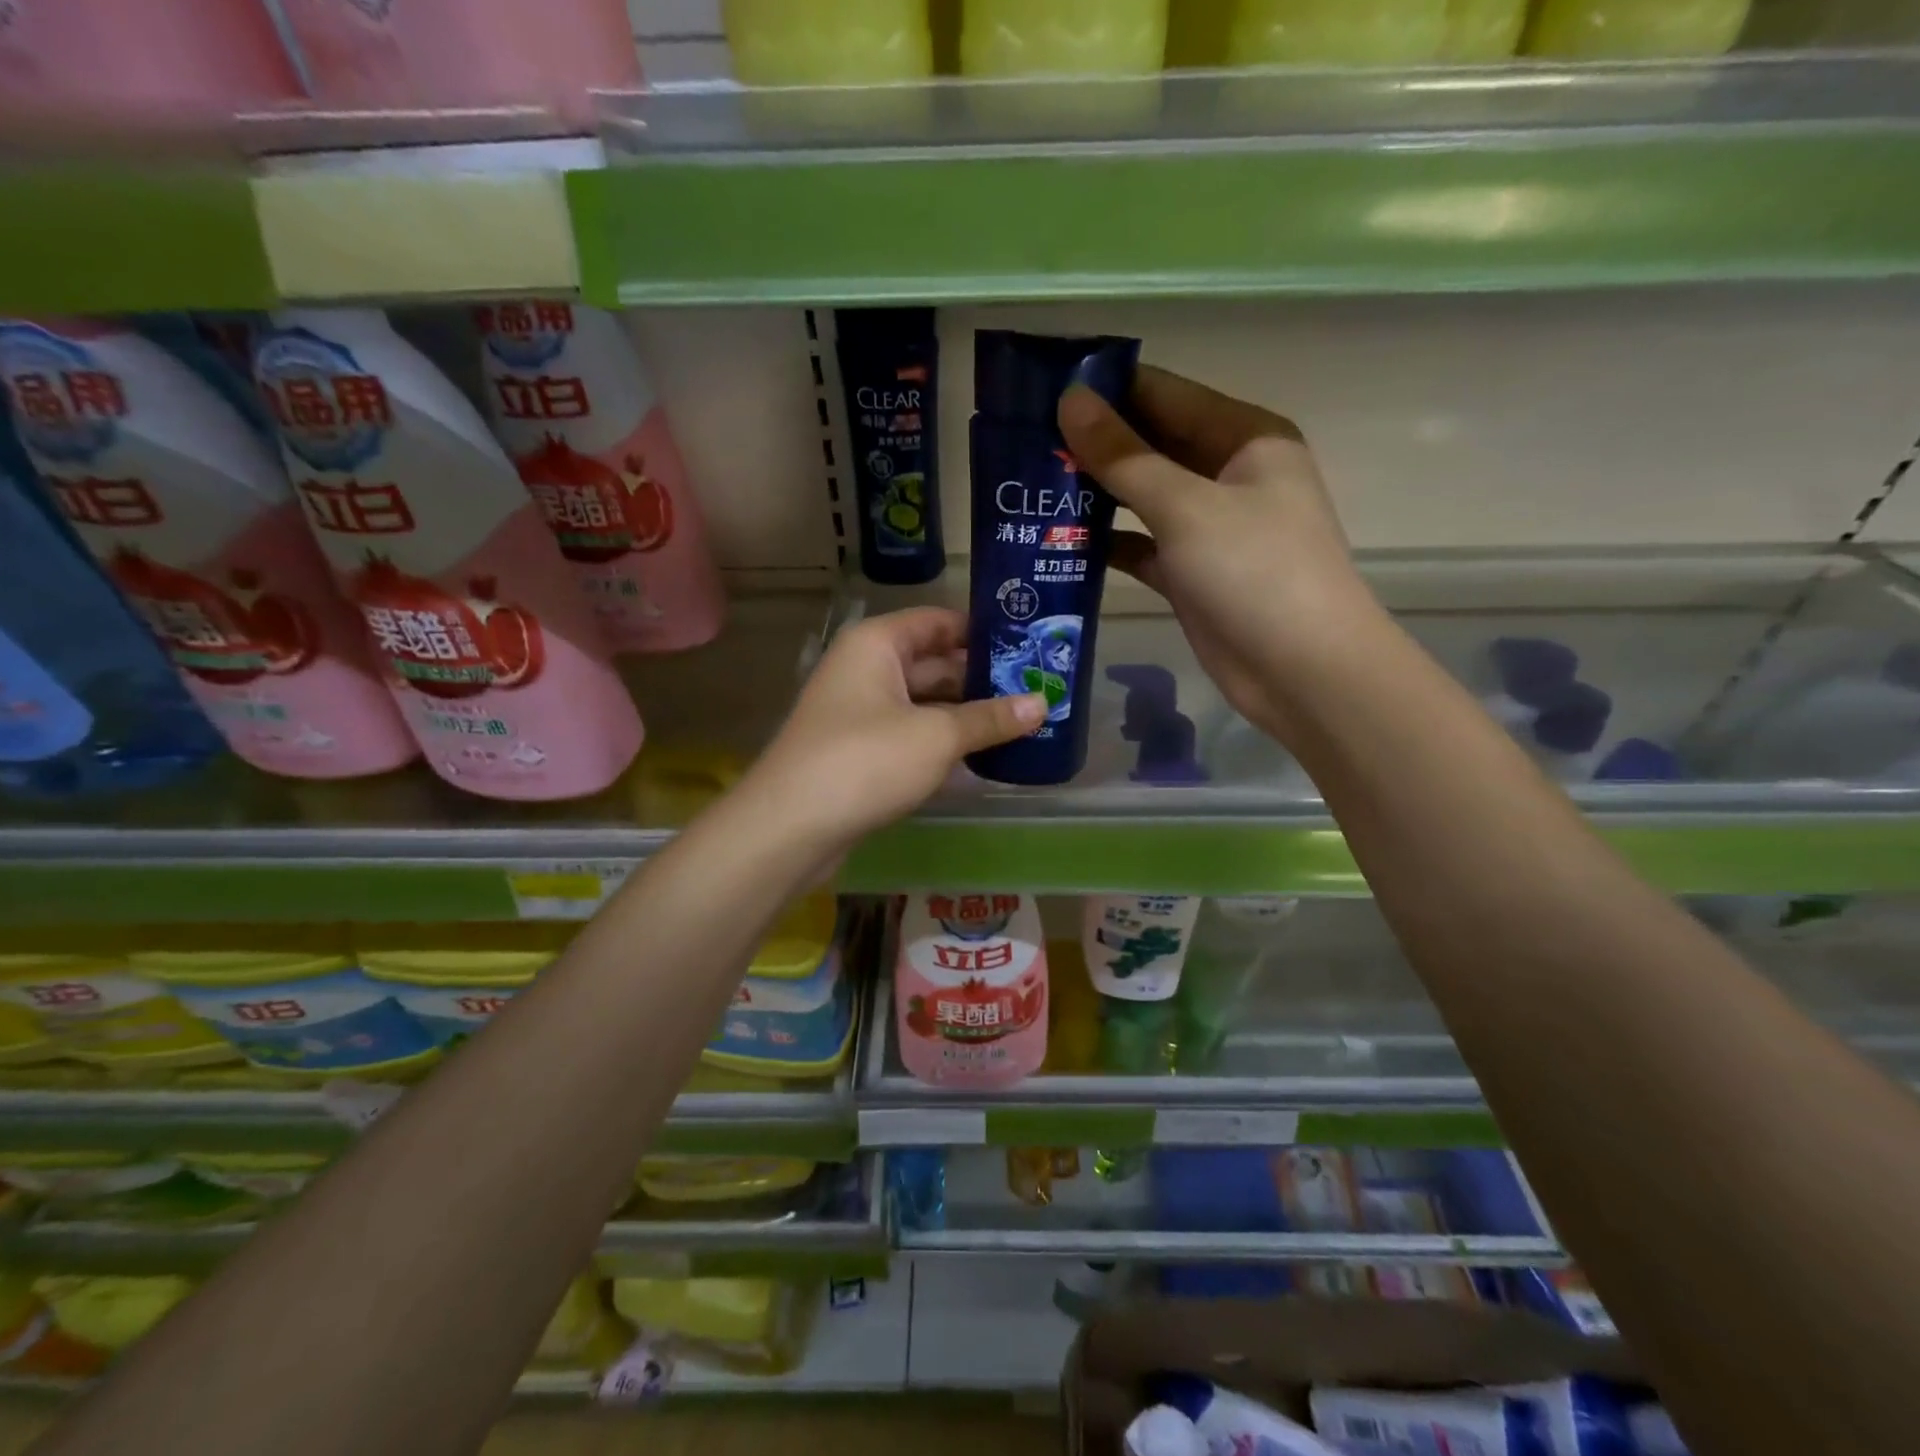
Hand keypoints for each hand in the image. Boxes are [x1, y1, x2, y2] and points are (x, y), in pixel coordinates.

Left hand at [744, 607, 1046, 850]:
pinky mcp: (860, 751)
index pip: (938, 621)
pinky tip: (983, 755)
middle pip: (933, 663)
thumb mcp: (936, 736)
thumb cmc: (865, 761)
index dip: (983, 631)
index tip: (1030, 643)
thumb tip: (1042, 703)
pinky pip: (911, 734)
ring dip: (966, 714)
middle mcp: (866, 669)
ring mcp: (860, 712)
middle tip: (1038, 689)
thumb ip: (989, 719)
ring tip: (1022, 722)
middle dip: (982, 678)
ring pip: (924, 703)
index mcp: (877, 644)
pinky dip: (943, 741)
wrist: (790, 827)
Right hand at [1058, 365, 1384, 742]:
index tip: (1042, 390)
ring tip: (1029, 486)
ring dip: (1094, 494)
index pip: (1166, 395)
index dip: (1107, 390)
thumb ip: (1125, 456)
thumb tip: (1071, 400)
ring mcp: (1209, 528)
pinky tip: (1057, 540)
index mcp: (1243, 438)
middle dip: (1094, 444)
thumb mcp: (1186, 507)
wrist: (1301, 672)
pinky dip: (1106, 543)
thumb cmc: (1255, 572)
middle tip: (1023, 441)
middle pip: (1152, 445)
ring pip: (1142, 498)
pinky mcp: (1190, 573)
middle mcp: (1227, 475)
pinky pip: (1140, 545)